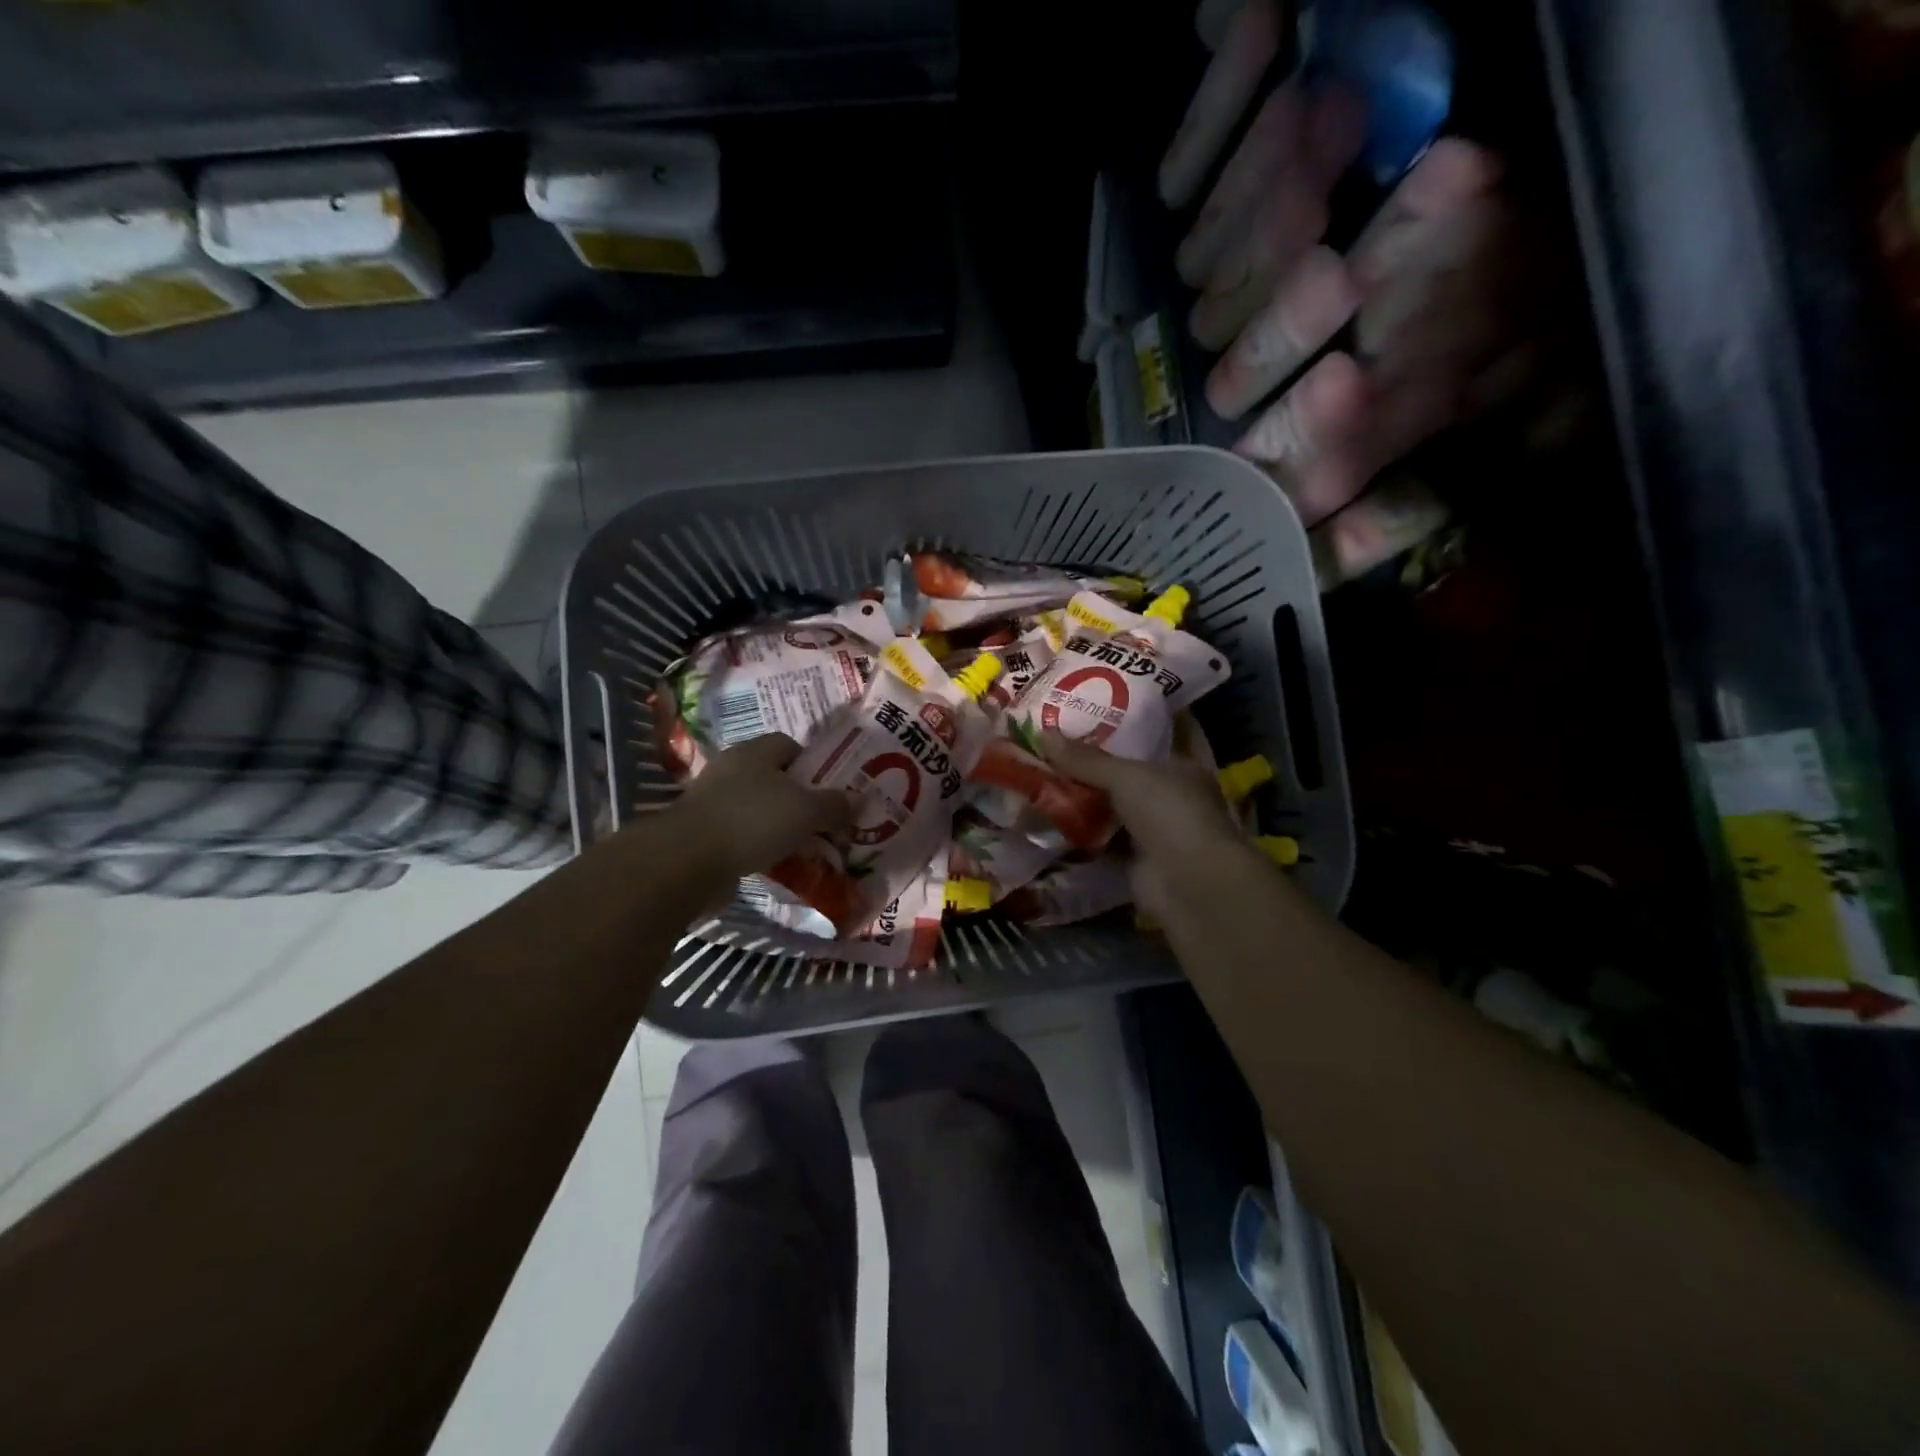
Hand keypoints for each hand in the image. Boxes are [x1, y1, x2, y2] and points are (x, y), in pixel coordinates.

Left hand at [668, 735, 853, 885]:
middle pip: (773, 777)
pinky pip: (740, 833)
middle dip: (798, 798)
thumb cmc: (753, 820)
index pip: (788, 745)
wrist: (688, 861)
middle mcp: (731, 769)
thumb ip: (835, 805)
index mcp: (754, 752)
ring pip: (756, 807)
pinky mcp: (702, 832)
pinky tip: (775, 862)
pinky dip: (758, 845)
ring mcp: (712, 801)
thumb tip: (861, 800)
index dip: (812, 764)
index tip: (829, 789)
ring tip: (803, 845)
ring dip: (777, 824)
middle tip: (822, 820)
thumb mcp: (806, 811)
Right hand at [1039, 733, 1266, 920]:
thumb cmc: (1169, 813)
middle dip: (1091, 762)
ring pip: (1110, 806)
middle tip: (1051, 742)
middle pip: (1124, 773)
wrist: (1189, 883)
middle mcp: (1170, 795)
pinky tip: (1047, 815)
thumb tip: (1042, 733)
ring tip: (1041, 774)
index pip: (1150, 737)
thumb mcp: (1126, 775)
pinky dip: (1078, 830)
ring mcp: (1153, 829)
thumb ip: (1086, 759)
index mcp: (1182, 765)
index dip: (1121, 725)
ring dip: (1081, 797)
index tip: (1087, 712)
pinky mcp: (1134, 858)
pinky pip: (1101, 837)